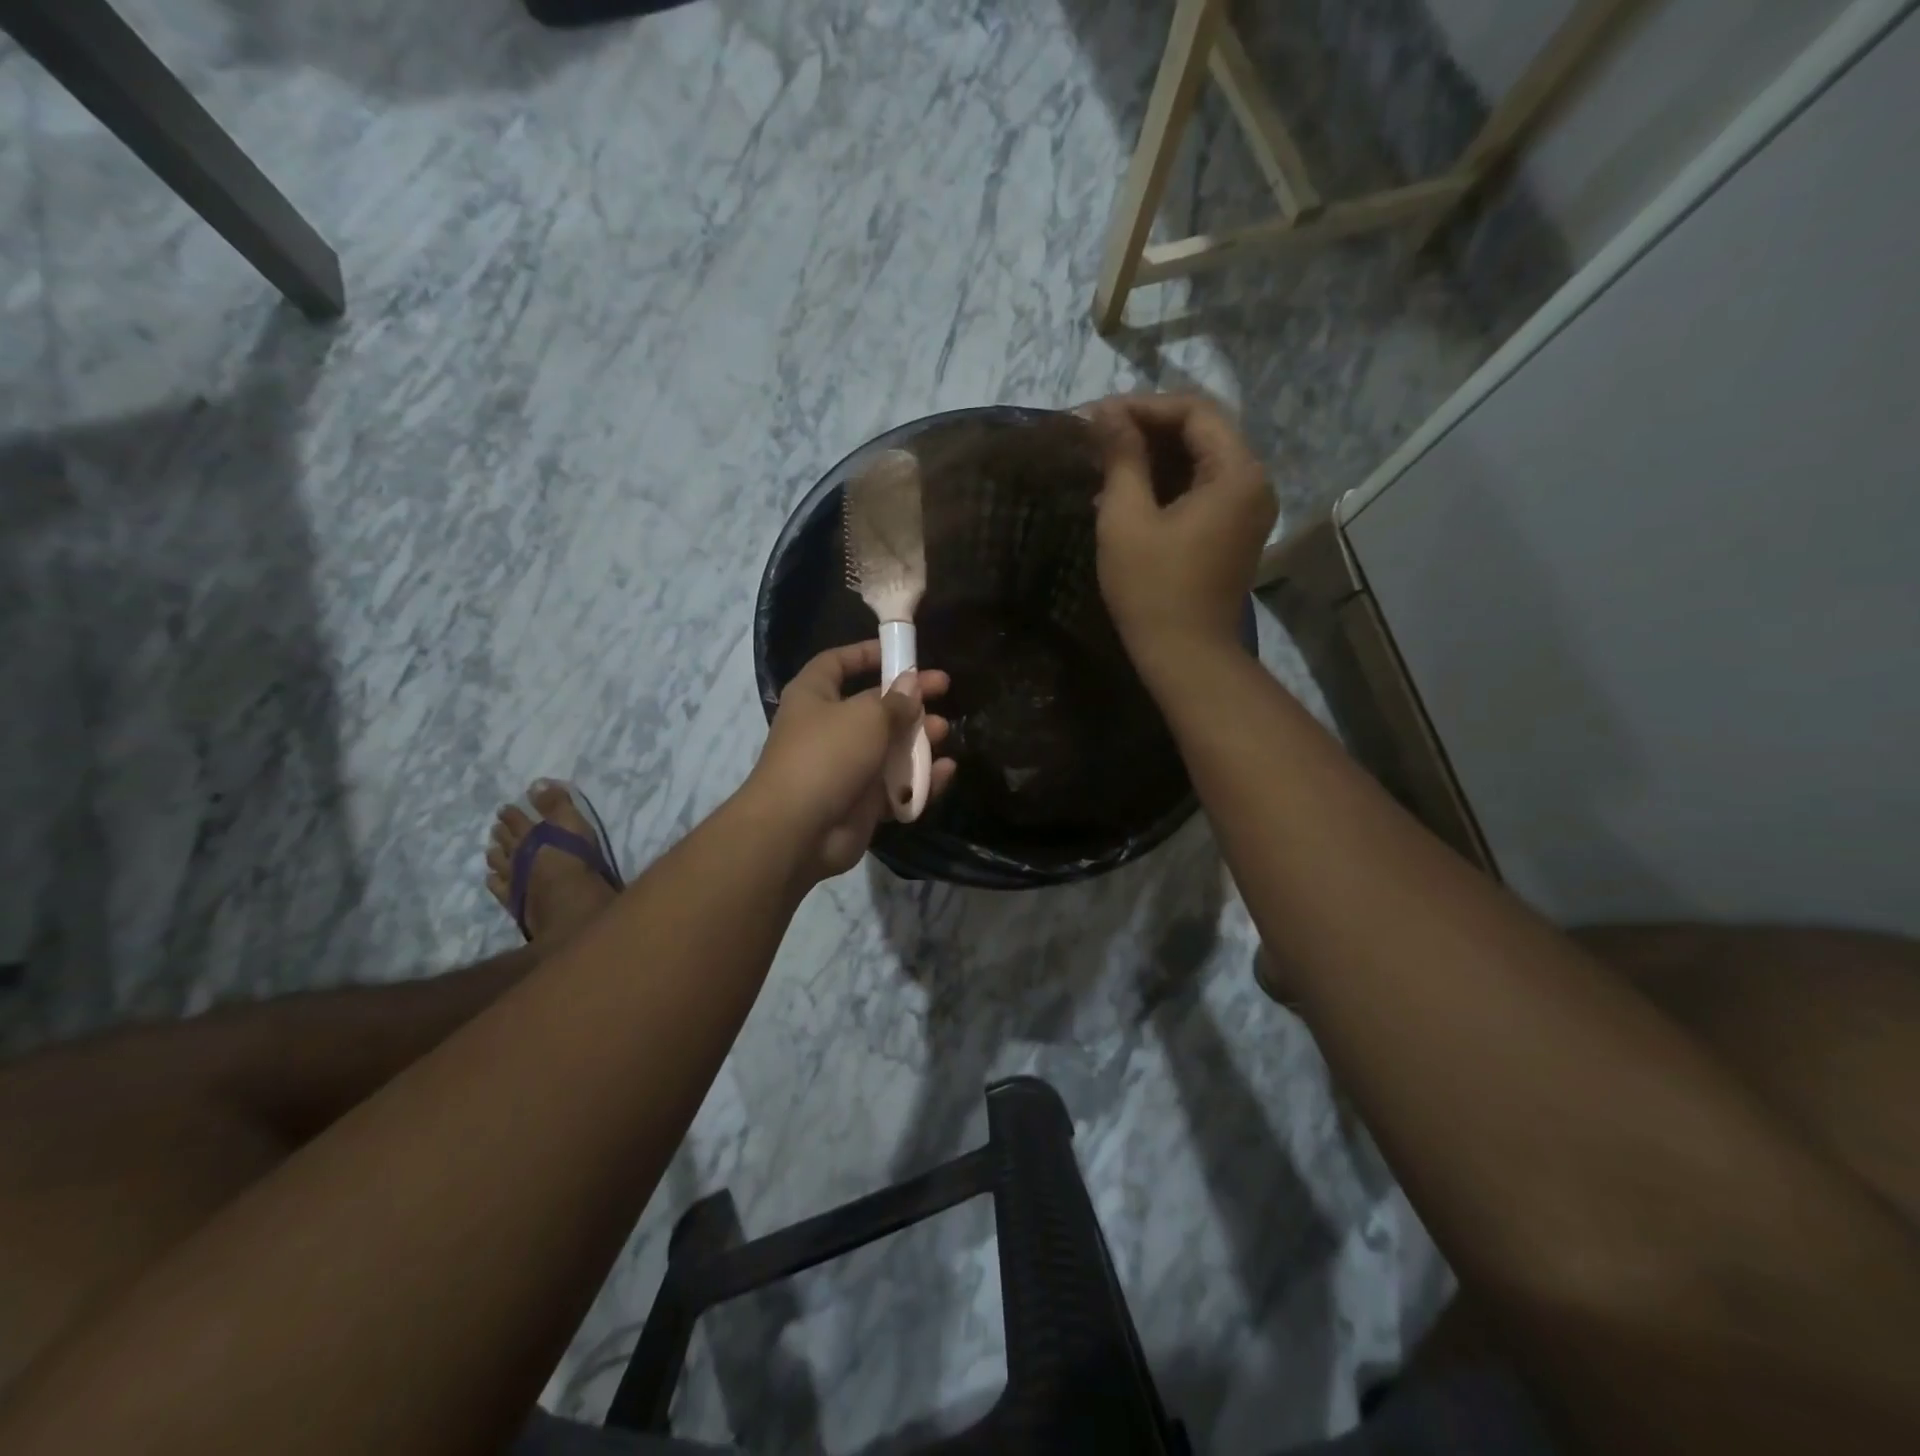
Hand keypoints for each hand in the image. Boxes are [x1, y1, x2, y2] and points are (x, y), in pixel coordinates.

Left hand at [746, 641, 956, 880]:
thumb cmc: (827, 755)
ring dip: (918, 739)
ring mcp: (845, 768)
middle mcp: (827, 728)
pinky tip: (945, 771)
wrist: (799, 830)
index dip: (866, 653)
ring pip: (888, 748)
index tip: (902, 652)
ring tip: (945, 732)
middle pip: (873, 707)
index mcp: (814, 696)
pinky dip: (920, 779)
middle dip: (908, 700)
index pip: (837, 663)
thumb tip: (911, 685)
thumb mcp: (867, 717)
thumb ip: (895, 701)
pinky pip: (896, 786)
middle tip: (944, 690)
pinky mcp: (861, 803)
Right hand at [1086, 393, 1275, 677]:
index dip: (1143, 407)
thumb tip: (1107, 414)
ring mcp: (1246, 509)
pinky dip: (1165, 484)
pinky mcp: (1233, 532)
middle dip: (1147, 428)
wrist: (1186, 656)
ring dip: (1153, 456)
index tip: (1097, 417)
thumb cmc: (1153, 589)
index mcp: (1237, 473)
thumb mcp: (1127, 519)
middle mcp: (1253, 482)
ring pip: (1199, 461)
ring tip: (1104, 460)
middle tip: (1096, 435)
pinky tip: (1126, 490)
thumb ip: (1122, 458)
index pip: (1194, 411)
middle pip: (1201, 432)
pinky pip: (1201, 490)